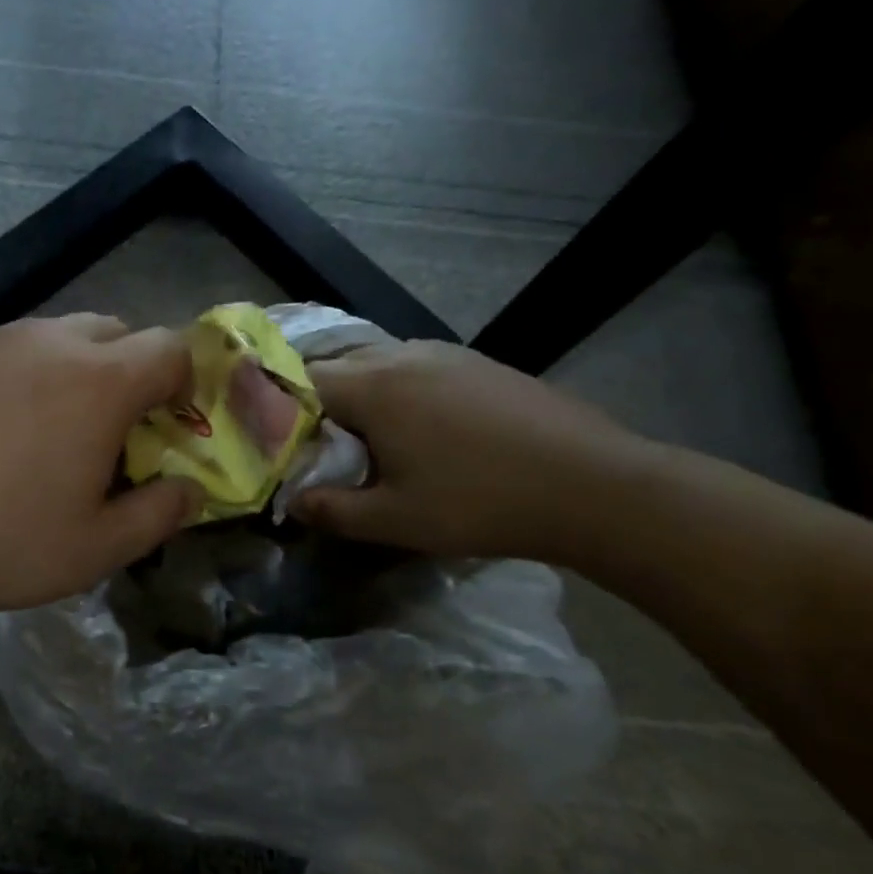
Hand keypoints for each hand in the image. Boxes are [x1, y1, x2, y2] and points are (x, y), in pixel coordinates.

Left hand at [0, 314, 201, 619]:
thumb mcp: (93, 549)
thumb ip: (158, 515)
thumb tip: (191, 491)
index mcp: (98, 381)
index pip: (170, 348)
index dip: (185, 383)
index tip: (170, 426)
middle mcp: (49, 343)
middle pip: (118, 331)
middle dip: (133, 372)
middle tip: (114, 433)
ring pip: (59, 338)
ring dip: (78, 374)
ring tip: (51, 436)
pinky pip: (9, 353)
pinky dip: (25, 379)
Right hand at [293, 340, 648, 560]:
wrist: (593, 486)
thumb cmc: (480, 503)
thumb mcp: (395, 519)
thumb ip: (332, 510)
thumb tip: (292, 502)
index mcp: (374, 388)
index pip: (302, 381)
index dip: (281, 409)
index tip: (279, 443)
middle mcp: (402, 356)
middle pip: (336, 365)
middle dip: (316, 399)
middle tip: (316, 444)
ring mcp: (446, 353)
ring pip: (377, 361)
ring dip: (358, 392)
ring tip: (364, 436)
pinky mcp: (478, 362)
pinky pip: (415, 365)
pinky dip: (396, 388)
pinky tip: (418, 426)